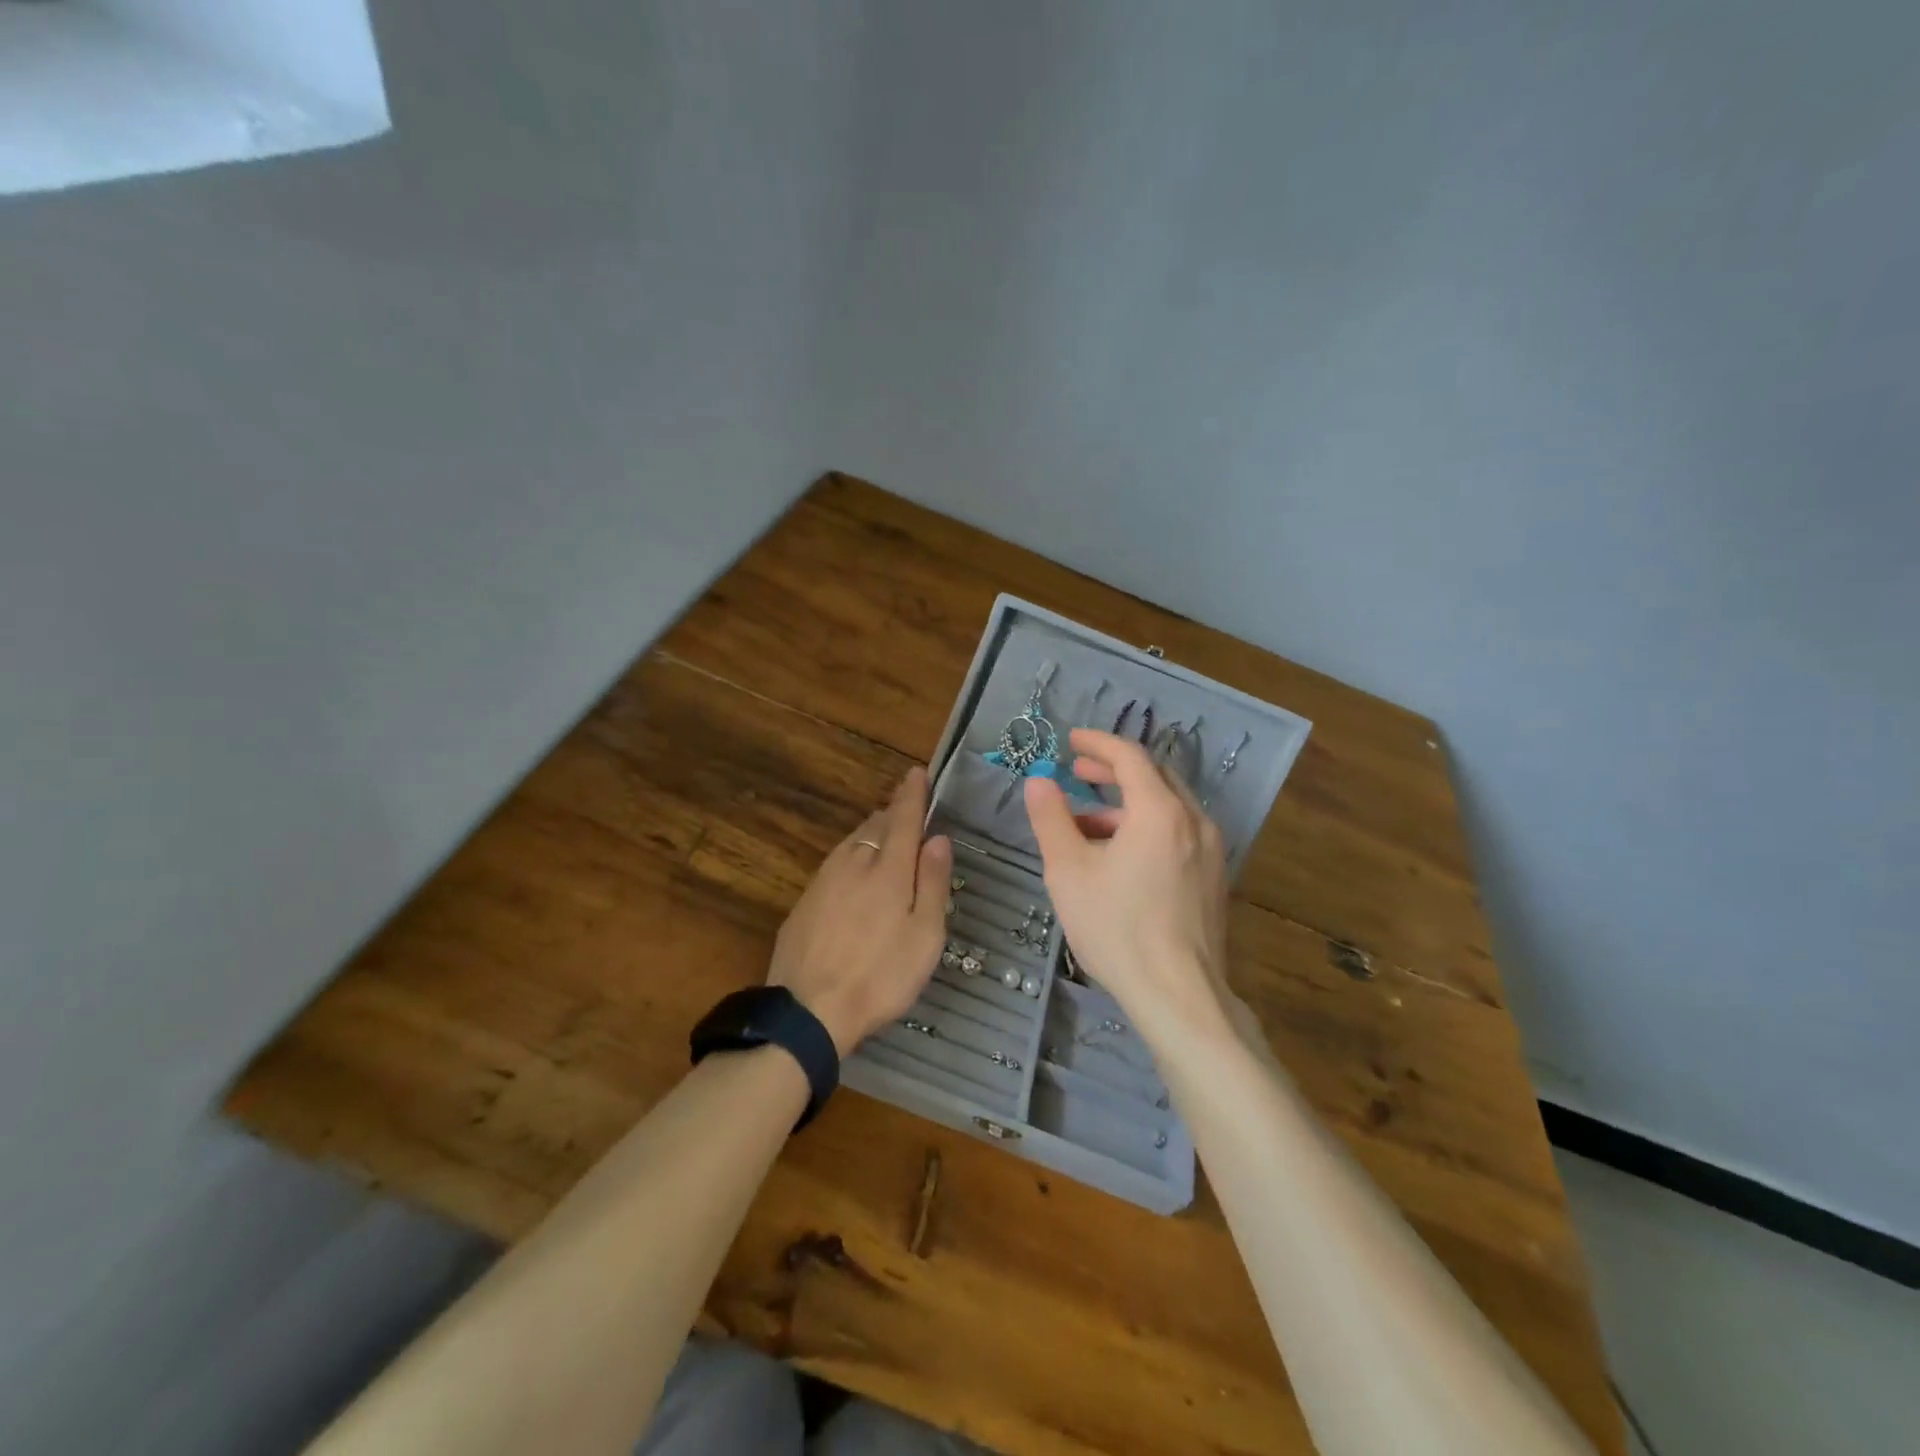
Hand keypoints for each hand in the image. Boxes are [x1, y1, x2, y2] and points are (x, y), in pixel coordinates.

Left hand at [768, 766, 952, 1055]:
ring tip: (885, 838)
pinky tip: (855, 876)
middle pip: (876, 825)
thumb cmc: (881, 976)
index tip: (916, 771)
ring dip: (871, 833)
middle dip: (894, 813)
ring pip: (852, 842)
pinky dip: (852, 857)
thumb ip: (932, 883)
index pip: (903, 818)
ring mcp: (823, 880)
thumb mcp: (924, 936)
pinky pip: (836, 863)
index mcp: (887, 869)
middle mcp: (853, 863)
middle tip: (908, 811)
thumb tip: (938, 838)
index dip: (912, 793)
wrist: (808, 1011)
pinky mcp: (804, 901)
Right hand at [1023, 729, 1237, 1043]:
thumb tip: (1038, 782)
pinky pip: (1178, 833)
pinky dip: (1147, 828)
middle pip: (1155, 776)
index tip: (1070, 741)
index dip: (1098, 743)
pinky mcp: (1213, 878)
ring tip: (1086, 825)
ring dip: (1127, 804)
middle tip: (1077, 773)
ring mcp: (1210, 851)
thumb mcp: (1068, 871)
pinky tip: (1119, 857)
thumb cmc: (1118, 928)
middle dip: (1114, 770)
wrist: (1179, 995)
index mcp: (1160, 811)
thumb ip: (1051, 819)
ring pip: (1168, 807)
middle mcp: (1194, 821)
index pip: (1130, 756)